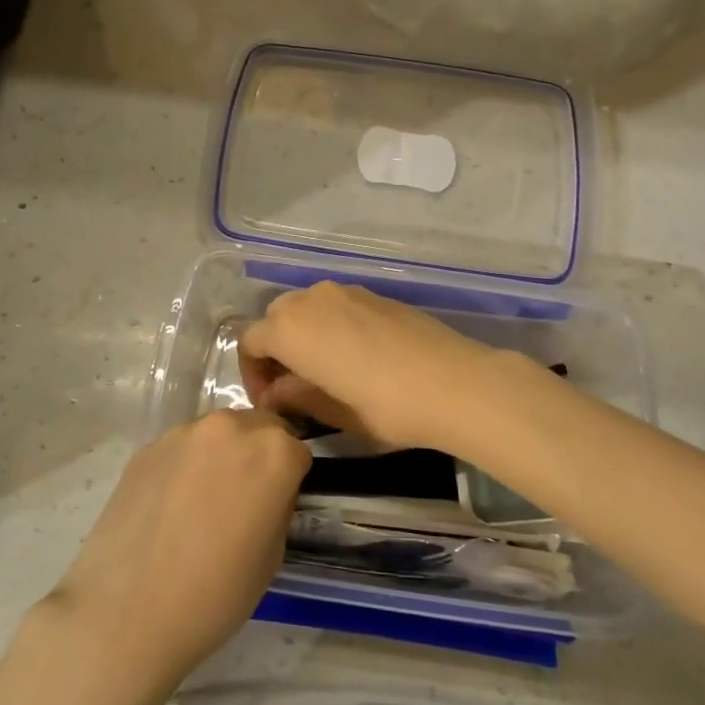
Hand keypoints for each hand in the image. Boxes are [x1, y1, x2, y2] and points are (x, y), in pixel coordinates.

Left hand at [35, 410, 309, 704]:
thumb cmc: (215, 593)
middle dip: (258, 455)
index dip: (290, 478)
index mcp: (274, 452)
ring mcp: (184, 433)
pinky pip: (182, 448)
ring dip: (221, 456)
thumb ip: (277, 505)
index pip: (298, 450)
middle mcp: (231, 428)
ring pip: (218, 434)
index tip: (277, 504)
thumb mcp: (272, 555)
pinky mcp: (147, 446)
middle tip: (244, 499)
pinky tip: (170, 506)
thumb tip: (268, 492)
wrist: (127, 612)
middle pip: (258, 428)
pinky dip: (186, 466)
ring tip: (202, 503)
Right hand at [238, 281, 503, 452]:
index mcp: (290, 329)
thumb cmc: (385, 405)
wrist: (454, 383)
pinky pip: (336, 306)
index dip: (252, 373)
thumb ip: (295, 396)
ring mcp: (346, 292)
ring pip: (306, 308)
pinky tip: (353, 356)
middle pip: (276, 318)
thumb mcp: (332, 412)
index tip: (270, 401)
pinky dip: (330, 326)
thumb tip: (275, 393)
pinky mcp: (374, 295)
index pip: (250, 342)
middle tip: (291, 386)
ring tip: (322, 371)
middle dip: (275, 350)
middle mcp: (311, 300)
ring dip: (302, 335)